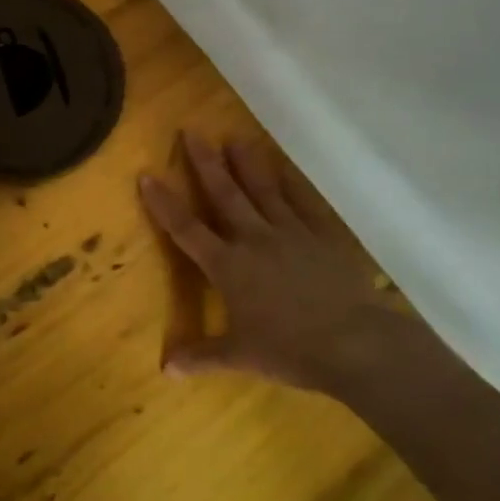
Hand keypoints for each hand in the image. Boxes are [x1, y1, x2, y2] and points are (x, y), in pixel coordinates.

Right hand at [139, 134, 396, 393]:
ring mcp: (290, 232)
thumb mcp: (241, 358)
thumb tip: (165, 368)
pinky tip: (284, 166)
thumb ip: (202, 356)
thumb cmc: (290, 350)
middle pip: (224, 194)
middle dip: (205, 163)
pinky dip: (291, 182)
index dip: (164, 204)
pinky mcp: (322, 234)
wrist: (352, 342)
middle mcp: (254, 239)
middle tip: (191, 132)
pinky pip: (303, 201)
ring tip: (234, 139)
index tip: (147, 175)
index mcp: (229, 267)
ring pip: (263, 189)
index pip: (187, 230)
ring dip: (246, 163)